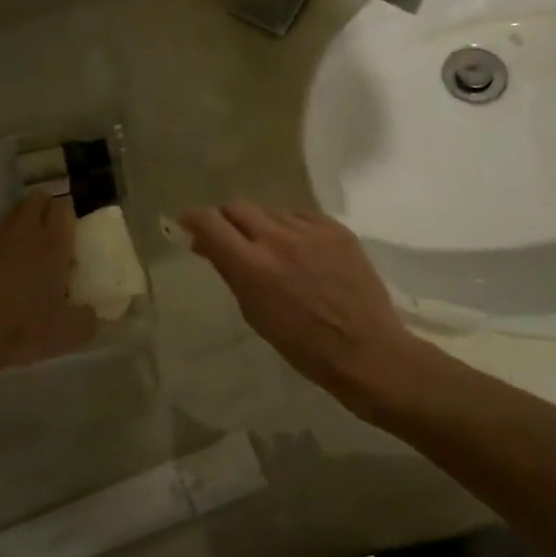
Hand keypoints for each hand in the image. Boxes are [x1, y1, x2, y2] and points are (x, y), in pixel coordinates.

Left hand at [0, 191, 97, 376]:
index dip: (66, 216)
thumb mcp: (69, 334)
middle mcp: (22, 231)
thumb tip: (89, 311)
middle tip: (46, 235)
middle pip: (35, 199)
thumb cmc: (22, 332)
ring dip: (17, 224)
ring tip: (17, 250)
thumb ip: (87, 318)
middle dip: (43, 210)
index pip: (63, 207)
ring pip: (8, 213)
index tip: (68, 233)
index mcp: (52, 245)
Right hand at [179, 200, 420, 397]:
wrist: (366, 349)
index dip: (194, 219)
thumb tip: (208, 244)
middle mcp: (278, 238)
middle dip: (225, 219)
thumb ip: (231, 271)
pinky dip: (292, 229)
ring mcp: (311, 230)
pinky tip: (301, 251)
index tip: (189, 225)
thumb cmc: (303, 346)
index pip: (210, 222)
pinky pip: (301, 216)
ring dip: (261, 225)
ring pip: (270, 211)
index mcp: (252, 265)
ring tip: (271, 250)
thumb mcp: (255, 312)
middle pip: (238, 207)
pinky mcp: (336, 228)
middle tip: (228, 238)